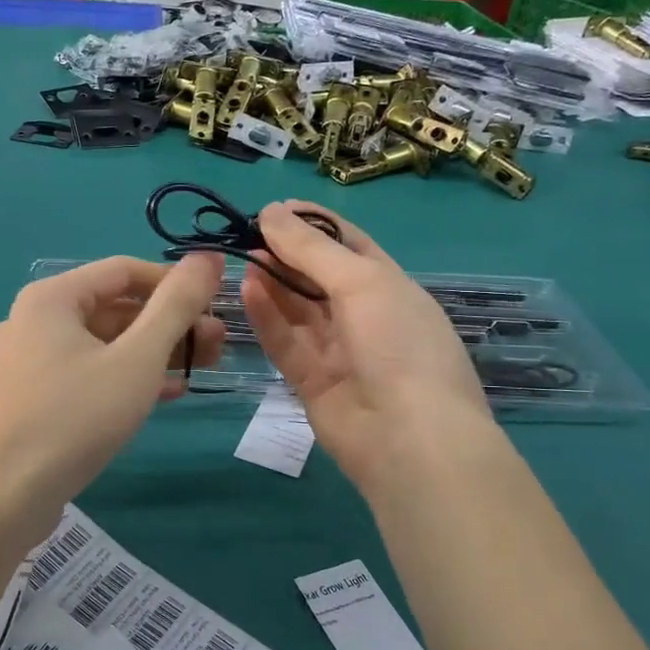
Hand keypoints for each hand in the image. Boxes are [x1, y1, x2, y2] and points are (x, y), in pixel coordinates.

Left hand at [0, 254, 224, 518]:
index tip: (216, 306)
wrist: (1, 499)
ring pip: (102, 344)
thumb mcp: (137, 359)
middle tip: (216, 346)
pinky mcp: (30, 397)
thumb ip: (176, 305)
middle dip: (169, 324)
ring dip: (152, 353)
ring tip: (200, 370)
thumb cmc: (74, 418)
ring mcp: (28, 361)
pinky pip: (85, 373)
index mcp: (51, 297)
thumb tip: (209, 257)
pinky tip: (163, 394)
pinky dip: (124, 377)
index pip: (125, 271)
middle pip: (114, 307)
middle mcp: (33, 319)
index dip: (175, 283)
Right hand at [241, 202, 493, 494]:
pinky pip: (285, 341)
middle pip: (317, 275)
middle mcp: (364, 315)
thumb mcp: (362, 282)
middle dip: (285, 252)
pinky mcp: (311, 381)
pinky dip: (266, 316)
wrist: (410, 440)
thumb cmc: (398, 345)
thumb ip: (311, 248)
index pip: (348, 244)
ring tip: (239, 255)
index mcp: (389, 286)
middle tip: (244, 231)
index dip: (313, 224)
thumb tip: (271, 211)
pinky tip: (246, 289)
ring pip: (296, 308)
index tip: (273, 208)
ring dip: (271, 281)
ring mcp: (337, 350)